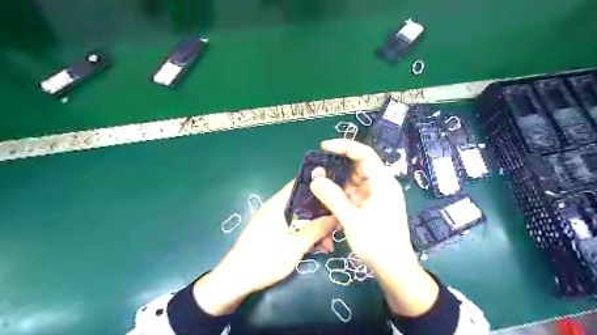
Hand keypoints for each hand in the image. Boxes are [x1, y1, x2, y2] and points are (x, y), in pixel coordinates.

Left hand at [195, 182, 334, 314]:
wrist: (234, 281)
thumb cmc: (265, 260)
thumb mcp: (296, 246)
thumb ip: (316, 230)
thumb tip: (336, 216)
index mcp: (278, 204)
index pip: (299, 184)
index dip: (319, 186)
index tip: (336, 194)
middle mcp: (275, 208)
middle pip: (302, 203)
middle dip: (320, 215)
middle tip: (336, 228)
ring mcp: (272, 220)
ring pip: (299, 217)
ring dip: (314, 228)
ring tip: (327, 246)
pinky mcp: (270, 232)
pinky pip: (292, 227)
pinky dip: (304, 234)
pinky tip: (316, 248)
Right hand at [310, 138, 439, 316]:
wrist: (394, 269)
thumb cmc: (378, 244)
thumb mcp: (352, 220)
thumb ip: (333, 198)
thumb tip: (314, 179)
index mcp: (383, 183)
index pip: (364, 154)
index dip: (344, 146)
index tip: (324, 147)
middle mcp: (380, 185)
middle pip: (357, 166)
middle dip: (336, 167)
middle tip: (316, 171)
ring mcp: (375, 196)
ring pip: (353, 181)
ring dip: (336, 182)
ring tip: (317, 185)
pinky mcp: (370, 206)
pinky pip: (352, 194)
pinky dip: (340, 194)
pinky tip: (326, 198)